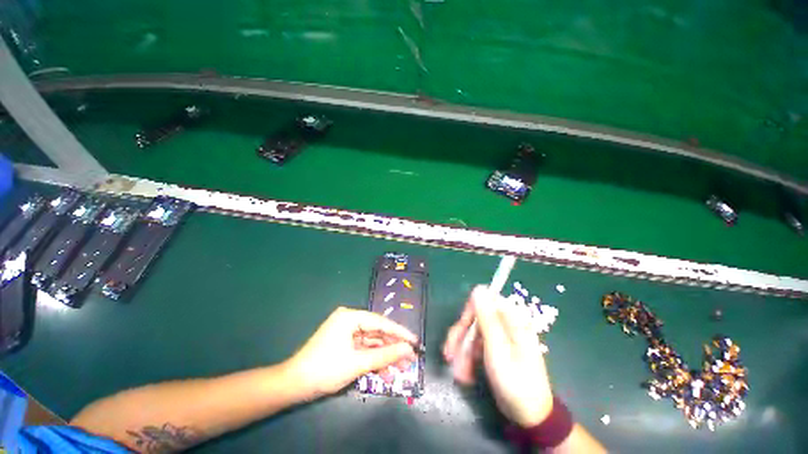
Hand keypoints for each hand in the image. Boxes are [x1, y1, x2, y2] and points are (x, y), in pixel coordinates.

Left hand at [286, 307, 417, 397]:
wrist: (293, 385)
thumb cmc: (325, 369)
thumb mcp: (358, 363)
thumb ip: (385, 355)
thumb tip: (408, 351)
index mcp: (350, 317)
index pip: (381, 322)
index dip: (399, 333)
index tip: (415, 341)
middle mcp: (349, 320)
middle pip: (377, 333)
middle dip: (393, 348)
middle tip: (410, 359)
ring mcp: (346, 333)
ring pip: (371, 343)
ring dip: (384, 357)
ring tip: (401, 370)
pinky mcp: (344, 344)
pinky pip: (363, 350)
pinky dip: (373, 361)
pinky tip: (385, 374)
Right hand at [443, 286, 552, 426]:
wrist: (530, 417)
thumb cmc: (516, 383)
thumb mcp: (498, 350)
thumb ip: (487, 318)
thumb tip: (479, 288)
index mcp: (512, 319)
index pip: (484, 301)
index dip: (469, 313)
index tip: (460, 330)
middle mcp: (505, 324)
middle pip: (475, 317)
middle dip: (461, 336)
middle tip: (449, 355)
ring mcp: (500, 336)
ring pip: (472, 332)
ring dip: (462, 351)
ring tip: (459, 373)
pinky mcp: (494, 348)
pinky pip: (476, 345)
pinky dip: (468, 358)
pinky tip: (466, 374)